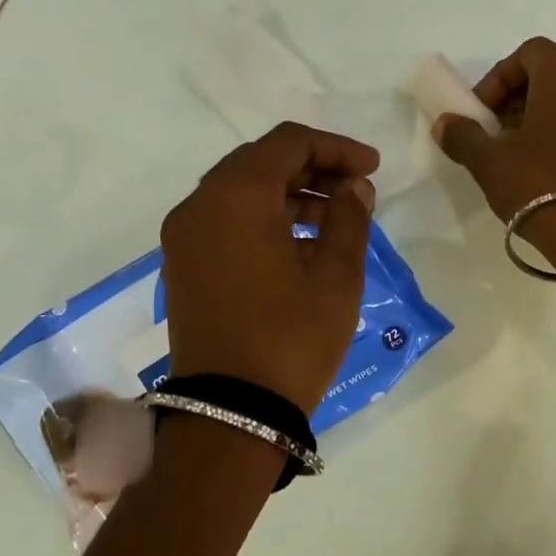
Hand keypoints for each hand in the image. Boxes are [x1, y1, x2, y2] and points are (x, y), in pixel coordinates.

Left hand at [161, 122, 376, 412]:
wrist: (231, 412)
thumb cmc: (292, 339)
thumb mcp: (337, 276)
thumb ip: (349, 217)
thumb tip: (353, 188)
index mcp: (236, 197)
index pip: (288, 143)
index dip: (336, 148)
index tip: (372, 168)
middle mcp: (199, 205)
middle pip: (260, 161)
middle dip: (313, 167)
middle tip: (356, 189)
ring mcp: (184, 236)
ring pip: (241, 190)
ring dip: (289, 193)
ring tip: (335, 217)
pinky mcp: (183, 264)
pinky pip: (225, 219)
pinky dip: (263, 217)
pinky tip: (300, 241)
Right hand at [433, 40, 555, 256]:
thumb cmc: (539, 184)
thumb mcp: (489, 161)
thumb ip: (463, 136)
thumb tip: (444, 124)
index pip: (528, 53)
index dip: (498, 79)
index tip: (482, 113)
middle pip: (555, 72)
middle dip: (521, 96)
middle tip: (499, 130)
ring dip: (547, 115)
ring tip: (524, 152)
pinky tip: (553, 168)